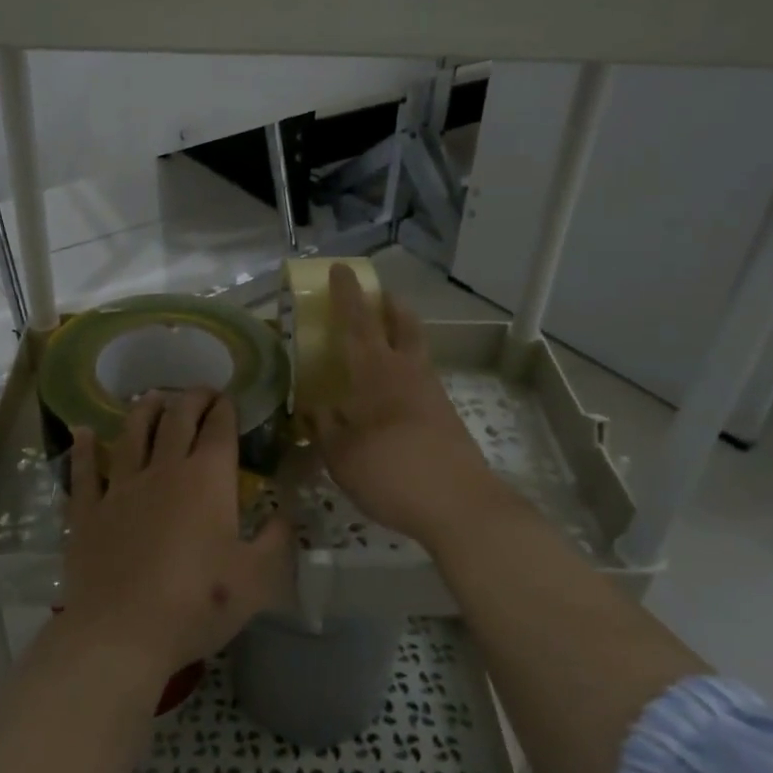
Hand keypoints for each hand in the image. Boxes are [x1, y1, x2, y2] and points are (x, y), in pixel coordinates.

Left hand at [61, 389, 291, 680]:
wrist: (122, 633)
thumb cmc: (198, 604)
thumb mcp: (257, 579)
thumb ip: (277, 540)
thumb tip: (287, 514)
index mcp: (208, 480)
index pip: (219, 429)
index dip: (225, 409)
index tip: (228, 399)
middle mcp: (164, 470)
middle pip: (177, 420)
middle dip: (191, 399)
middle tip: (200, 392)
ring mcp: (121, 488)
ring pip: (132, 434)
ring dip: (144, 411)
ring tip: (152, 397)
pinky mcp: (88, 511)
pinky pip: (84, 471)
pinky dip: (83, 449)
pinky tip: (82, 432)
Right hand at [307, 266, 510, 544]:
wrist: (459, 504)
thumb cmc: (389, 472)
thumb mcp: (340, 455)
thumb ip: (324, 427)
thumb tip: (313, 408)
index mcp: (375, 372)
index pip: (359, 321)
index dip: (348, 294)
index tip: (342, 268)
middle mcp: (407, 372)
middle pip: (403, 323)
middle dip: (389, 305)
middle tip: (378, 298)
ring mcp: (432, 392)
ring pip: (418, 348)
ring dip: (403, 334)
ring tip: (384, 344)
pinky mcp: (447, 416)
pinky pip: (423, 378)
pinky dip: (409, 371)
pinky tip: (394, 396)